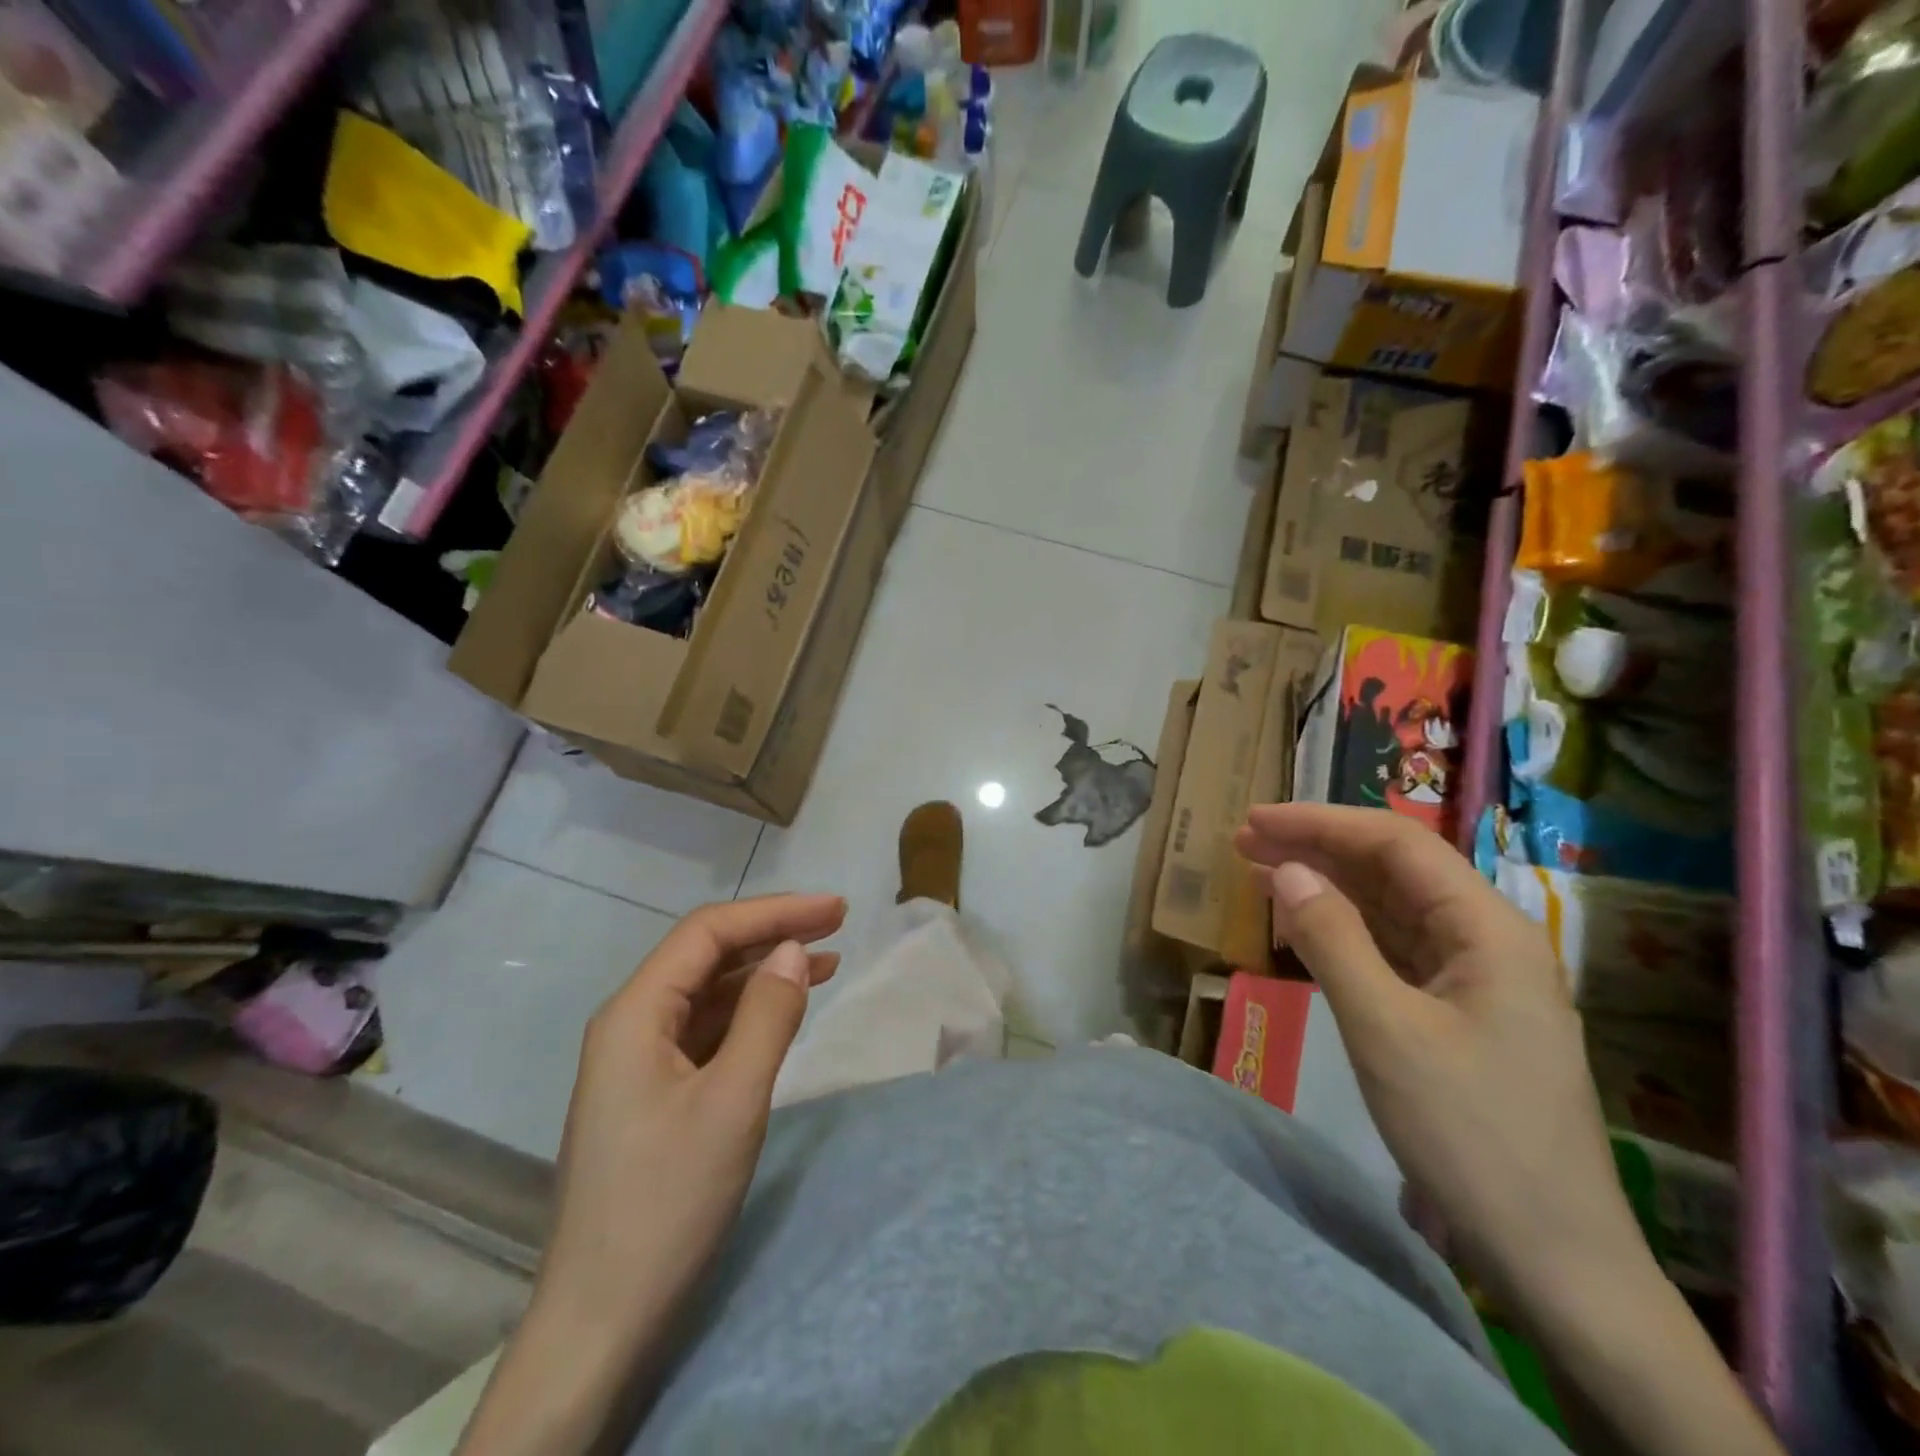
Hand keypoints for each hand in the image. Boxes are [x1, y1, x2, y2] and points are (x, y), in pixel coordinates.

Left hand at [534, 893, 844, 1352]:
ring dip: (765, 972)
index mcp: (635, 1014)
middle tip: (837, 923)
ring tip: (826, 961)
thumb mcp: (732, 1102)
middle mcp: (630, 1024)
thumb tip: (794, 950)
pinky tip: (785, 1012)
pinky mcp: (653, 1092)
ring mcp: (638, 1060)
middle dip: (772, 933)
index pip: (708, 932)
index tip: (835, 910)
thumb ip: (767, 1016)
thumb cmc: (667, 1203)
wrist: (601, 1321)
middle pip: (706, 955)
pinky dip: (750, 1013)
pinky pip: (706, 1029)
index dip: (775, 911)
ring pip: (708, 991)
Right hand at [1233, 804, 1642, 1309]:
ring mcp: (1475, 979)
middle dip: (1318, 849)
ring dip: (1326, 887)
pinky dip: (1343, 931)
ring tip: (1260, 873)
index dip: (1321, 824)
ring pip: (1390, 909)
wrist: (1553, 1256)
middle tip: (1244, 843)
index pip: (1397, 845)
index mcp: (1487, 929)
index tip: (1255, 820)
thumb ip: (1332, 939)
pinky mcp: (1458, 1013)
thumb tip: (1285, 869)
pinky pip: (1393, 950)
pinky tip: (1302, 927)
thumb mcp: (1385, 1029)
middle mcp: (1487, 940)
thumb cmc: (1469, 1133)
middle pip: (1394, 871)